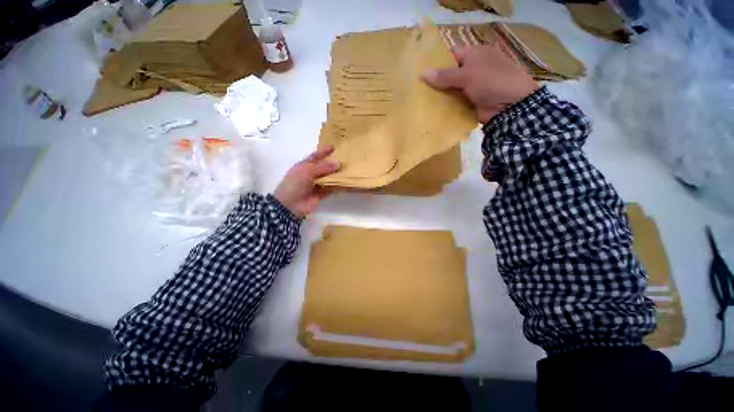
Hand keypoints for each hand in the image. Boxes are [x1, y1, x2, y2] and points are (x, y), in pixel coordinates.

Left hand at [273, 146, 340, 216]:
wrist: (290, 204)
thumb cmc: (295, 184)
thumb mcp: (307, 171)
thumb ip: (323, 167)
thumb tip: (339, 163)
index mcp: (304, 166)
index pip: (315, 156)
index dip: (323, 151)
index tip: (334, 147)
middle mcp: (311, 174)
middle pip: (324, 167)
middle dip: (333, 163)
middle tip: (346, 159)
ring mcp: (316, 184)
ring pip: (328, 178)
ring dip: (337, 175)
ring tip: (349, 170)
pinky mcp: (321, 194)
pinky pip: (330, 188)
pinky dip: (337, 186)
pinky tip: (345, 183)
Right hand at [422, 44, 539, 122]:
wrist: (510, 106)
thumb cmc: (491, 81)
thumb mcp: (468, 75)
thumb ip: (445, 75)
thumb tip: (422, 73)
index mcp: (475, 55)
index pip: (452, 53)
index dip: (438, 60)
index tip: (422, 69)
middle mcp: (473, 69)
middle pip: (450, 73)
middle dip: (436, 80)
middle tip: (418, 87)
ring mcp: (472, 86)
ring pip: (451, 89)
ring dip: (440, 94)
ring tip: (421, 99)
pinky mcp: (471, 101)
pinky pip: (455, 102)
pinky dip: (446, 105)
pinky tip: (433, 109)